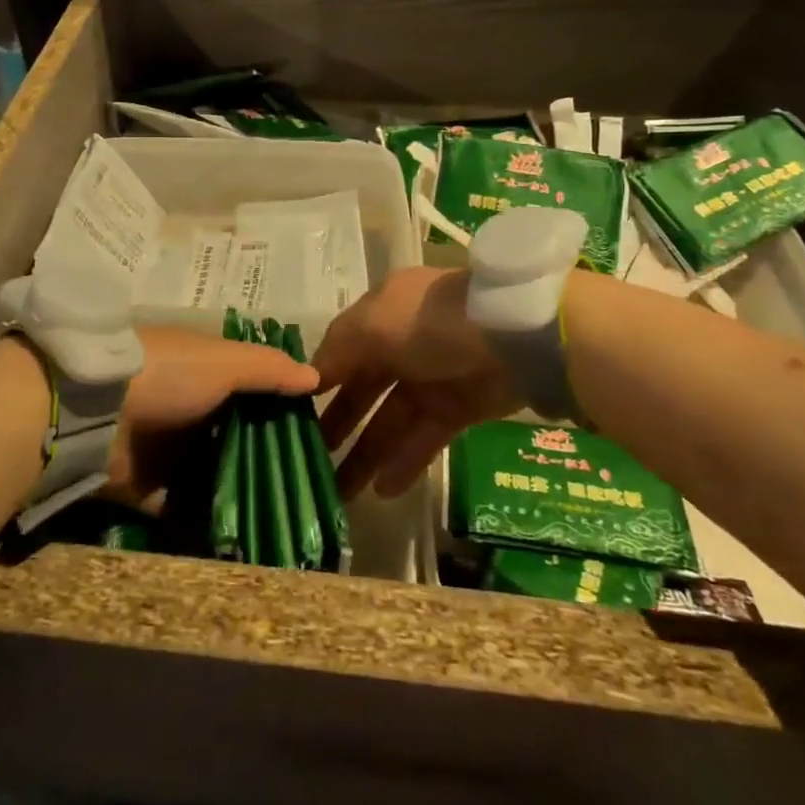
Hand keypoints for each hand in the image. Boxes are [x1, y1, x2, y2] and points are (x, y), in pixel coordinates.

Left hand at [109, 326, 319, 500]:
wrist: (92, 410)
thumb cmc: (167, 374)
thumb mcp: (223, 361)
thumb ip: (268, 369)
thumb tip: (315, 376)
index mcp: (202, 371)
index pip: (249, 388)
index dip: (279, 408)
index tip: (315, 435)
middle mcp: (186, 408)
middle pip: (232, 434)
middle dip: (262, 457)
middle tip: (305, 488)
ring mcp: (164, 449)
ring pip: (210, 472)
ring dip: (237, 490)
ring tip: (283, 520)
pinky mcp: (145, 488)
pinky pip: (180, 507)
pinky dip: (203, 520)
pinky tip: (242, 539)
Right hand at [314, 267, 518, 499]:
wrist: (515, 335)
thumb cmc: (430, 322)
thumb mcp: (372, 324)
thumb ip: (337, 352)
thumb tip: (309, 378)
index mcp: (381, 312)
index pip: (341, 349)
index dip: (318, 381)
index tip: (289, 416)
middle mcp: (403, 343)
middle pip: (364, 388)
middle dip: (338, 424)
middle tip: (309, 462)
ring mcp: (433, 377)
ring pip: (391, 419)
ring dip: (367, 453)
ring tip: (340, 492)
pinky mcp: (460, 408)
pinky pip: (425, 437)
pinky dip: (405, 461)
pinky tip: (382, 490)